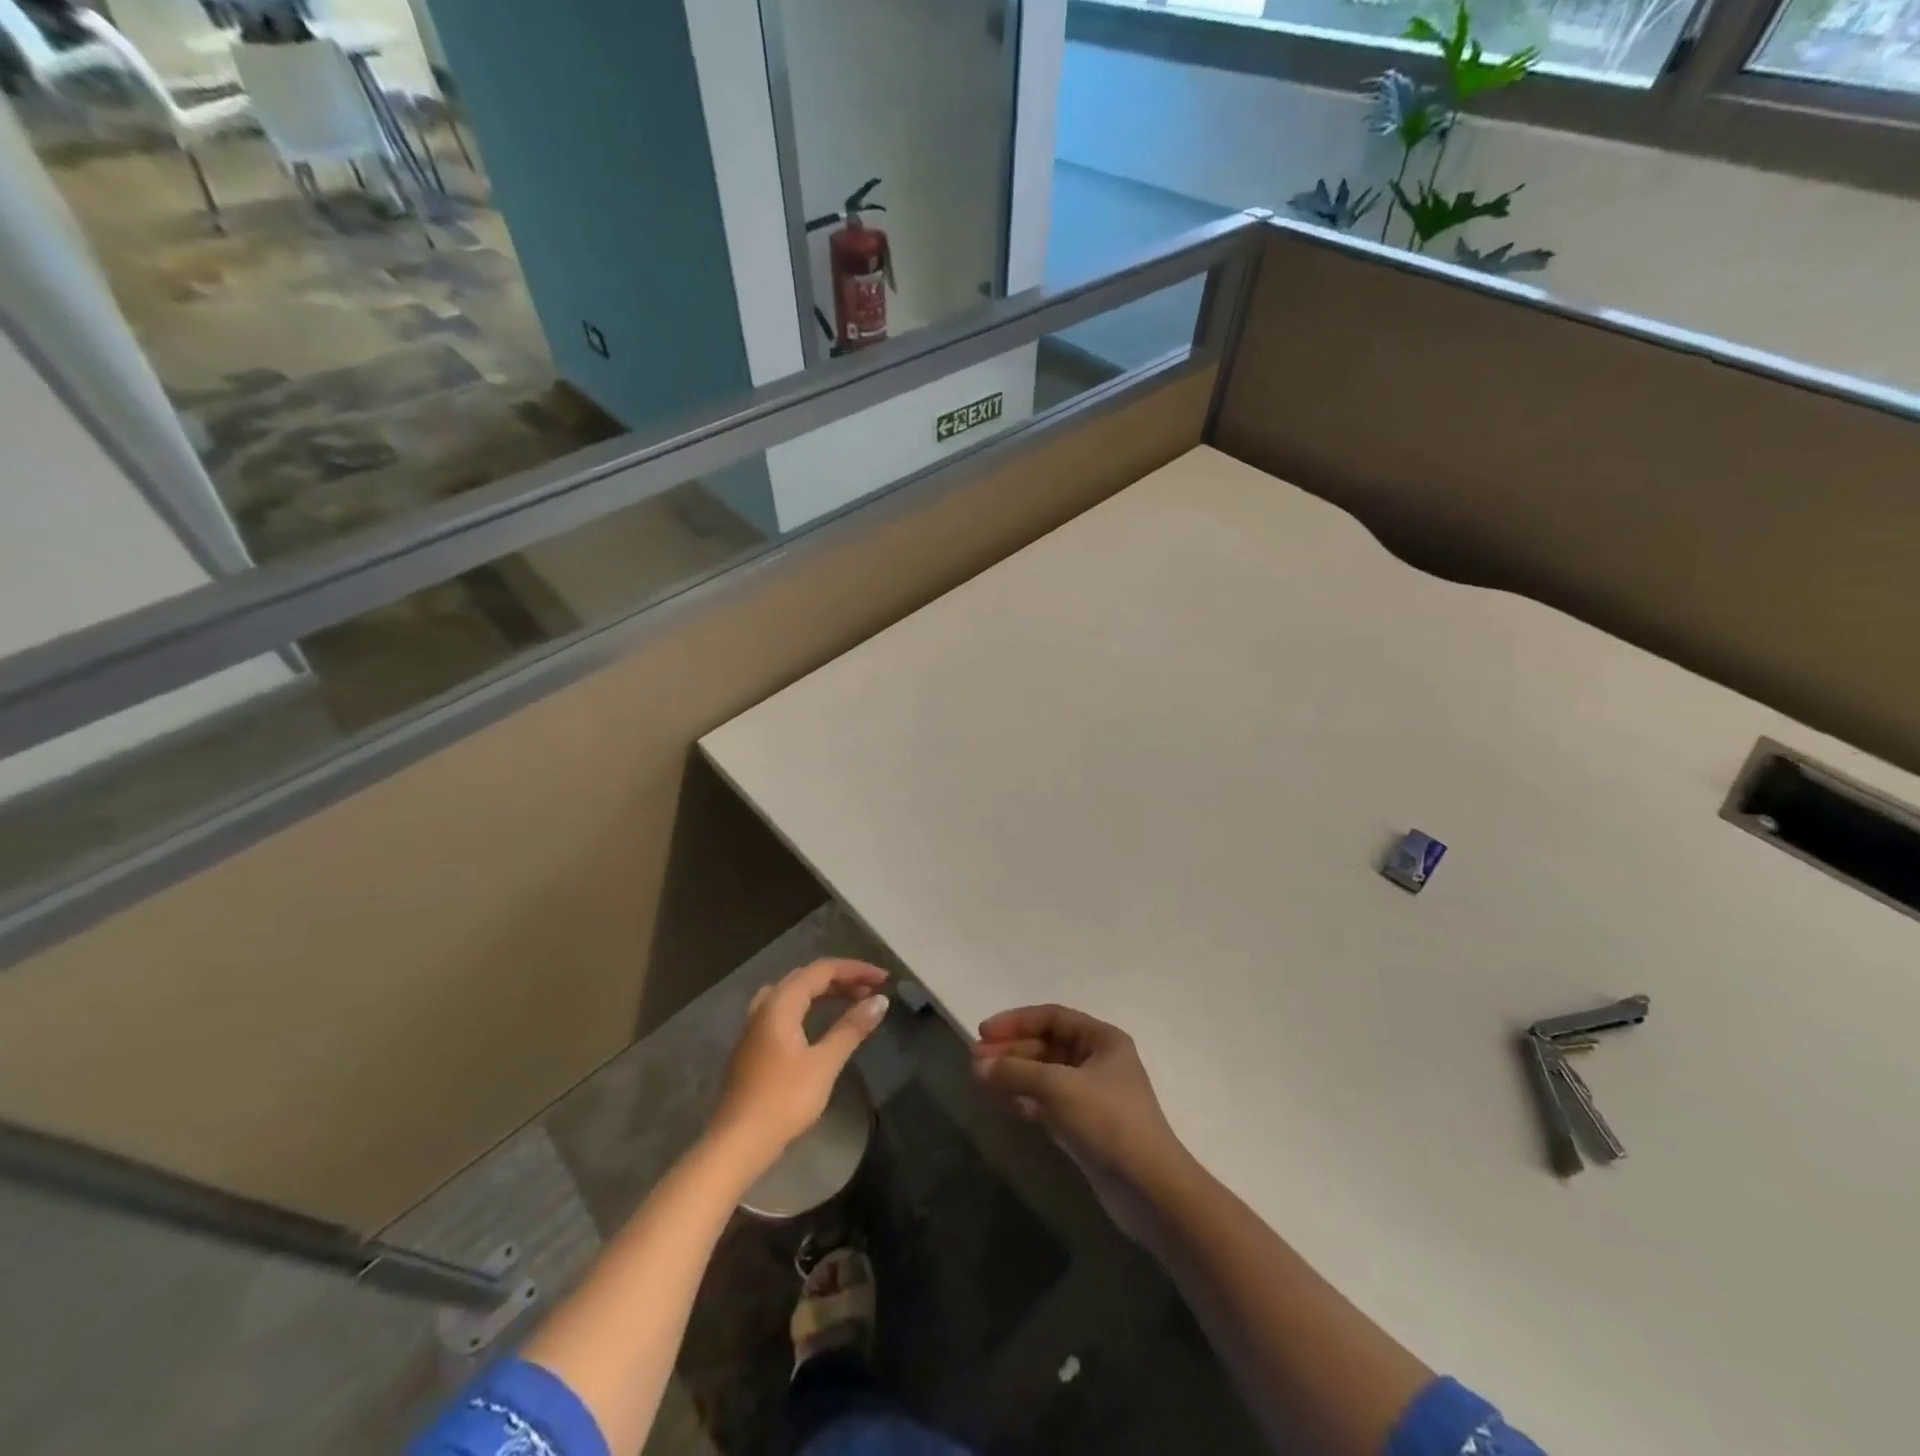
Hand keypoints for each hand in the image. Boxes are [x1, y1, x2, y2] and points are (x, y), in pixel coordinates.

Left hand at [706, 959, 889, 1182]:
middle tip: (871, 991)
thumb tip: (880, 1001)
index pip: (822, 970)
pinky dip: (808, 1006)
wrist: (737, 1143)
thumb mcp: (824, 1063)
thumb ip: (851, 1028)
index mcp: (780, 1003)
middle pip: (806, 977)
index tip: (884, 980)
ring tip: (850, 1000)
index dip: (855, 970)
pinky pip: (784, 1009)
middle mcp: (764, 1006)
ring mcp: (754, 1026)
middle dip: (841, 978)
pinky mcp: (753, 1045)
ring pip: (793, 993)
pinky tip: (818, 1023)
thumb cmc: (783, 1100)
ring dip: (823, 991)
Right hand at [971, 1004, 1188, 1198]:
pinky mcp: (1085, 1125)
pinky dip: (1025, 1100)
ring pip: (1044, 1075)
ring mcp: (1092, 1095)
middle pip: (1046, 1046)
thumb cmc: (1108, 1121)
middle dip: (1010, 1051)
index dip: (1016, 1021)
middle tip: (974, 1061)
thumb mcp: (1059, 1087)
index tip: (983, 1033)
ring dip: (1014, 1075)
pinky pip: (1048, 1102)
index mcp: (1102, 1039)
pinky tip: (1002, 1104)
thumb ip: (1016, 1072)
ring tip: (979, 1081)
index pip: (1052, 1017)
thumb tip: (979, 1065)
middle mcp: (1098, 1061)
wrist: (1150, 1189)